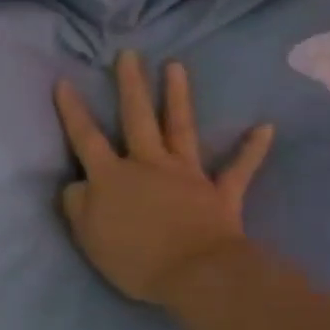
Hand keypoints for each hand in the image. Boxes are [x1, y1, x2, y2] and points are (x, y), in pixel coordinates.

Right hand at [53, 51, 274, 305]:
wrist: (196, 275)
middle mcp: (147, 164)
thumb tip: (78, 183)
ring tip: (176, 66)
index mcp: (111, 175)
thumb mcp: (87, 234)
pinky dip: (251, 149)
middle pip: (136, 118)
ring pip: (181, 128)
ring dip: (178, 97)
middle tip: (129, 55)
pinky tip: (265, 127)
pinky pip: (238, 169)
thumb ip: (77, 203)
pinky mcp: (219, 194)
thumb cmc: (134, 257)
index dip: (73, 111)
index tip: (64, 82)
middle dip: (130, 85)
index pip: (85, 137)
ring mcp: (186, 175)